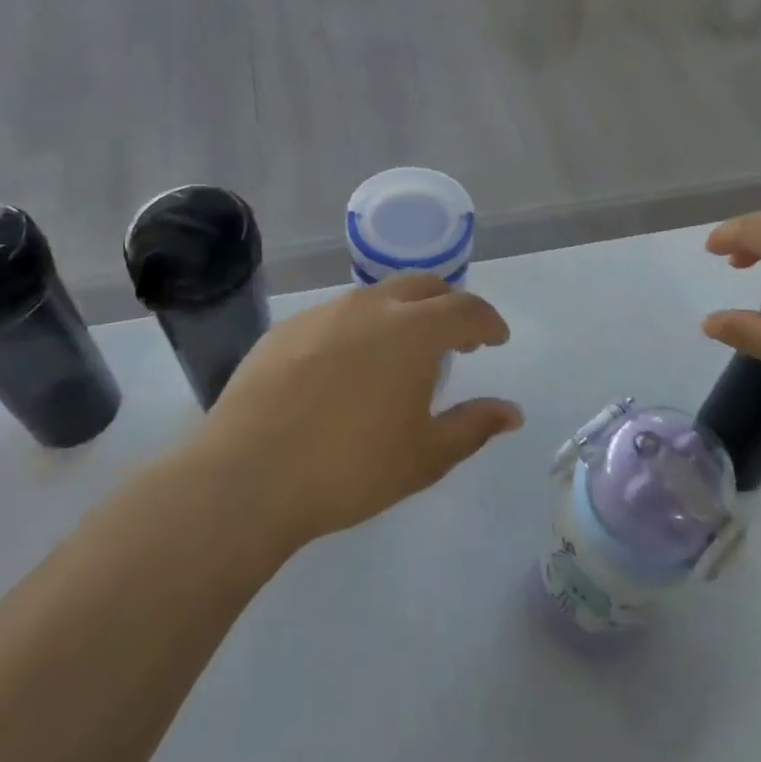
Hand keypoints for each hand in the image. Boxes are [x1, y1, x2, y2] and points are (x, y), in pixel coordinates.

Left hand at [196, 273, 520, 546]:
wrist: (248, 475)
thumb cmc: (350, 468)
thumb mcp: (426, 456)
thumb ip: (474, 426)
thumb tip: (512, 413)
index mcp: (414, 331)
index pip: (466, 309)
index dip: (487, 321)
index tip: (495, 339)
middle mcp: (371, 307)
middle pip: (423, 286)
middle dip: (448, 306)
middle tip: (455, 340)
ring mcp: (324, 313)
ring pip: (377, 296)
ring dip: (402, 314)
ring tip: (400, 353)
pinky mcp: (285, 329)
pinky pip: (336, 316)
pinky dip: (359, 328)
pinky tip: (346, 367)